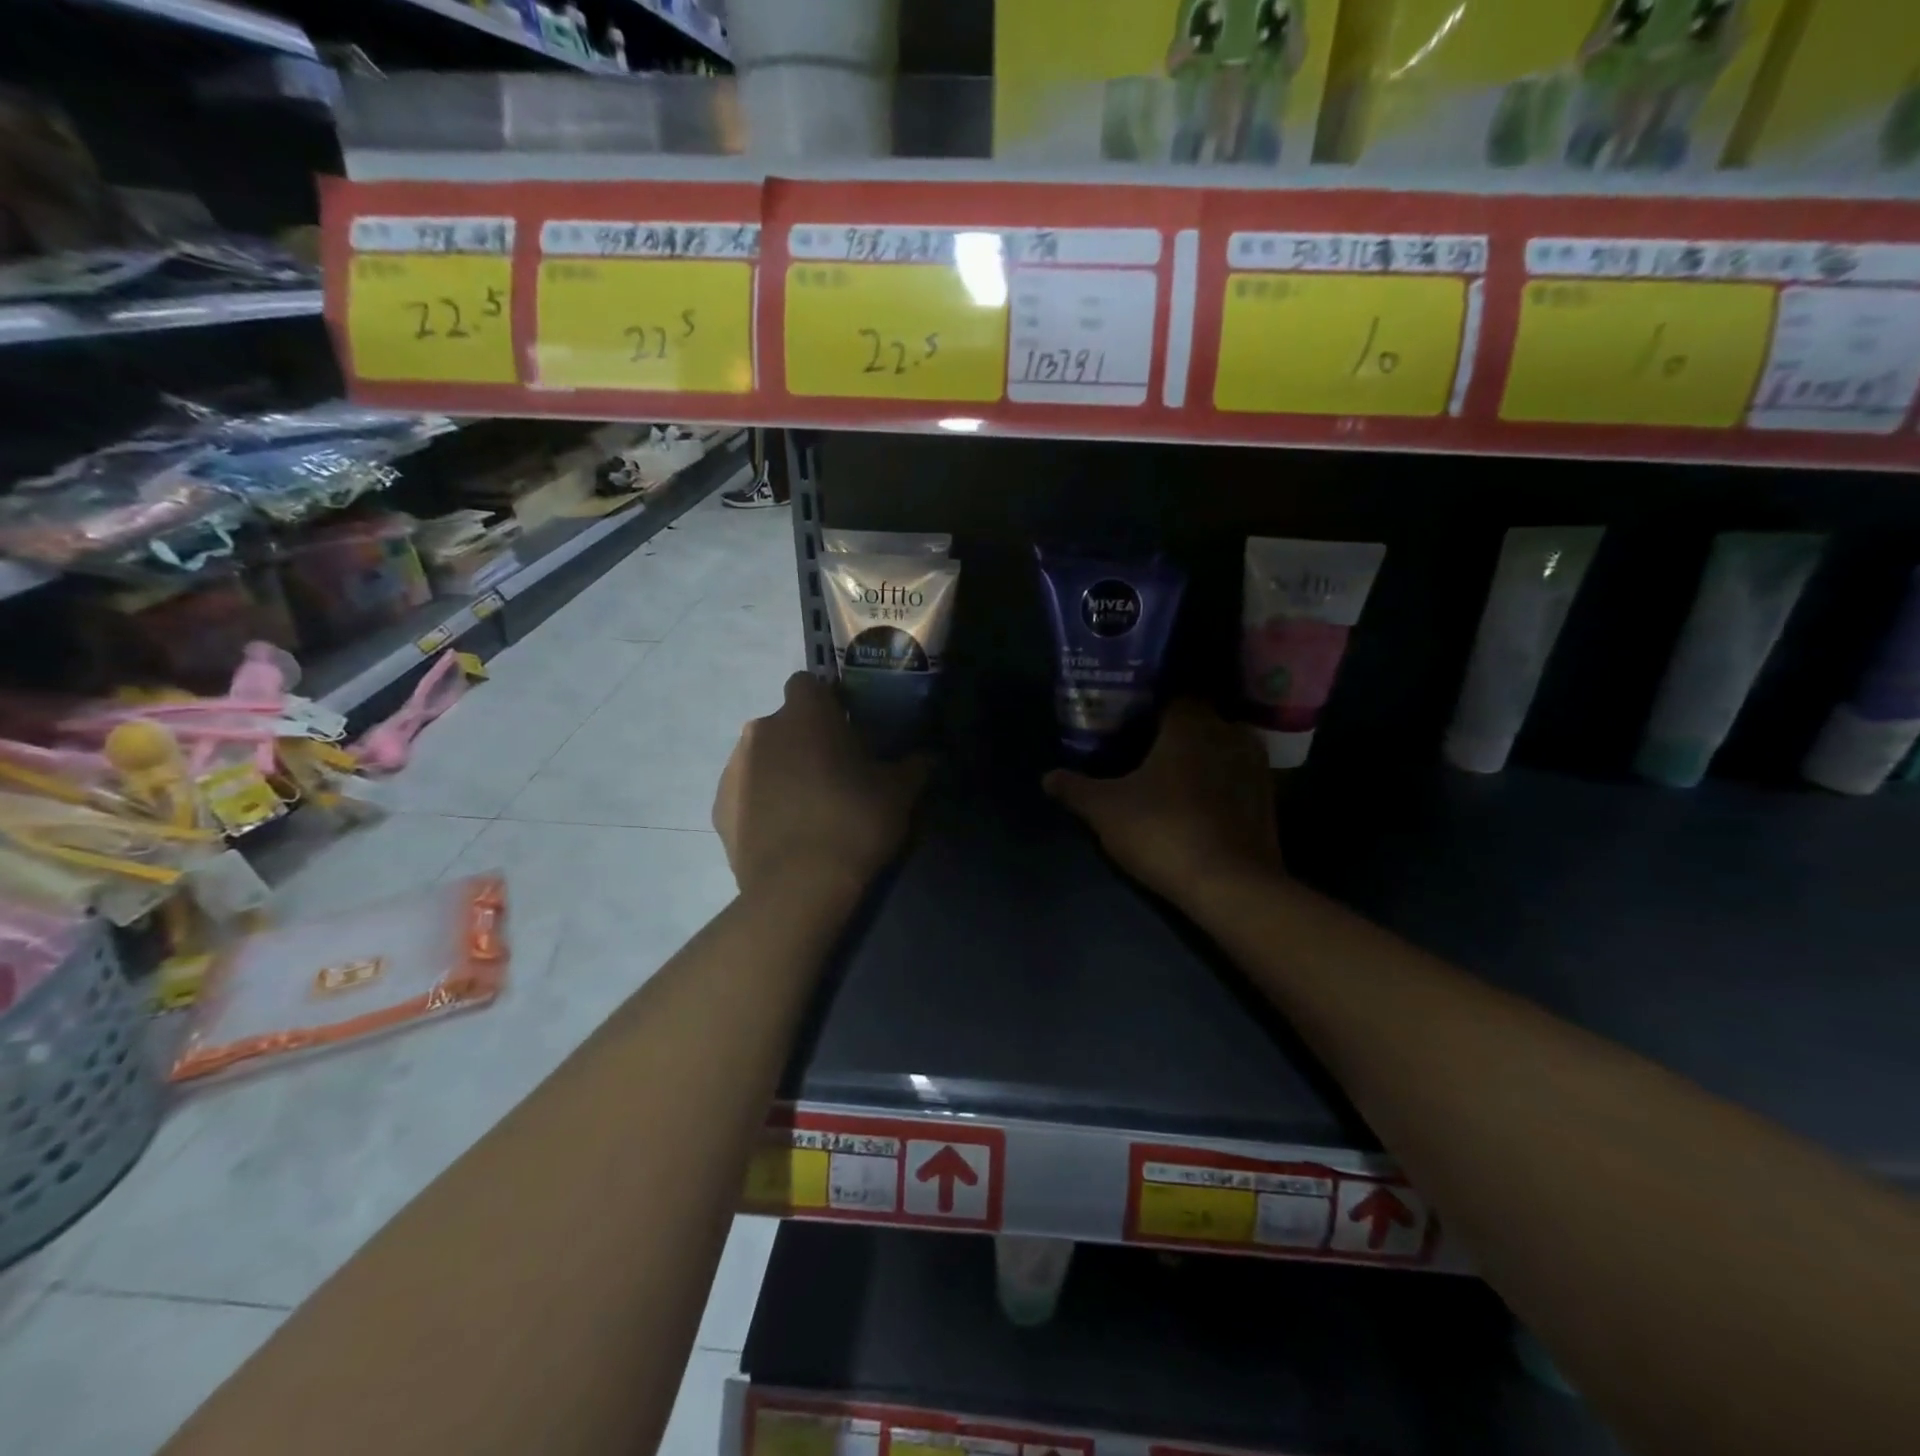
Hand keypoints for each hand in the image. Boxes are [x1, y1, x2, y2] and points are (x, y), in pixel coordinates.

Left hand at [714, 672, 929, 899]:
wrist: (797, 887)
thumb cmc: (853, 822)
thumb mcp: (899, 793)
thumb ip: (915, 766)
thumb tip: (929, 757)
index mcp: (804, 714)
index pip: (809, 684)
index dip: (827, 703)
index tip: (847, 730)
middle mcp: (761, 729)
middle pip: (785, 723)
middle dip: (805, 740)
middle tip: (834, 773)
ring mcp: (733, 768)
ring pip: (762, 757)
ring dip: (781, 770)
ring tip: (808, 808)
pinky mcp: (719, 807)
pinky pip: (746, 793)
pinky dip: (761, 803)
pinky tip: (784, 832)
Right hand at [1044, 700, 1281, 904]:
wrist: (1230, 885)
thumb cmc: (1162, 831)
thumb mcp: (1104, 810)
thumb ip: (1075, 788)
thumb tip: (1048, 777)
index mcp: (1190, 723)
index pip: (1170, 695)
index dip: (1147, 705)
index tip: (1126, 720)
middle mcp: (1229, 733)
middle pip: (1196, 721)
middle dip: (1172, 732)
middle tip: (1142, 749)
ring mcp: (1255, 766)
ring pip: (1219, 749)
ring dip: (1199, 758)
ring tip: (1169, 776)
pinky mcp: (1269, 799)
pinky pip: (1236, 777)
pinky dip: (1218, 783)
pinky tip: (1197, 803)